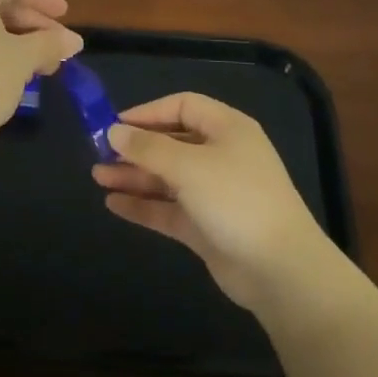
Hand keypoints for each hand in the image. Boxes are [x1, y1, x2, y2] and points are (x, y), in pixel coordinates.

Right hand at [93, 92, 337, 312]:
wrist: (280, 270)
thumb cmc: (236, 200)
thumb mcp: (189, 166)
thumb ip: (148, 148)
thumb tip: (114, 131)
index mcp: (227, 129)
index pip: (184, 106)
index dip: (149, 112)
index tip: (115, 124)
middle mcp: (221, 156)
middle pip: (172, 142)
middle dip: (136, 148)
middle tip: (98, 153)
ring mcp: (214, 193)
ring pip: (167, 177)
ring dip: (134, 176)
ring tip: (97, 177)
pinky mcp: (206, 227)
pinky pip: (169, 209)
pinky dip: (144, 205)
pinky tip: (114, 204)